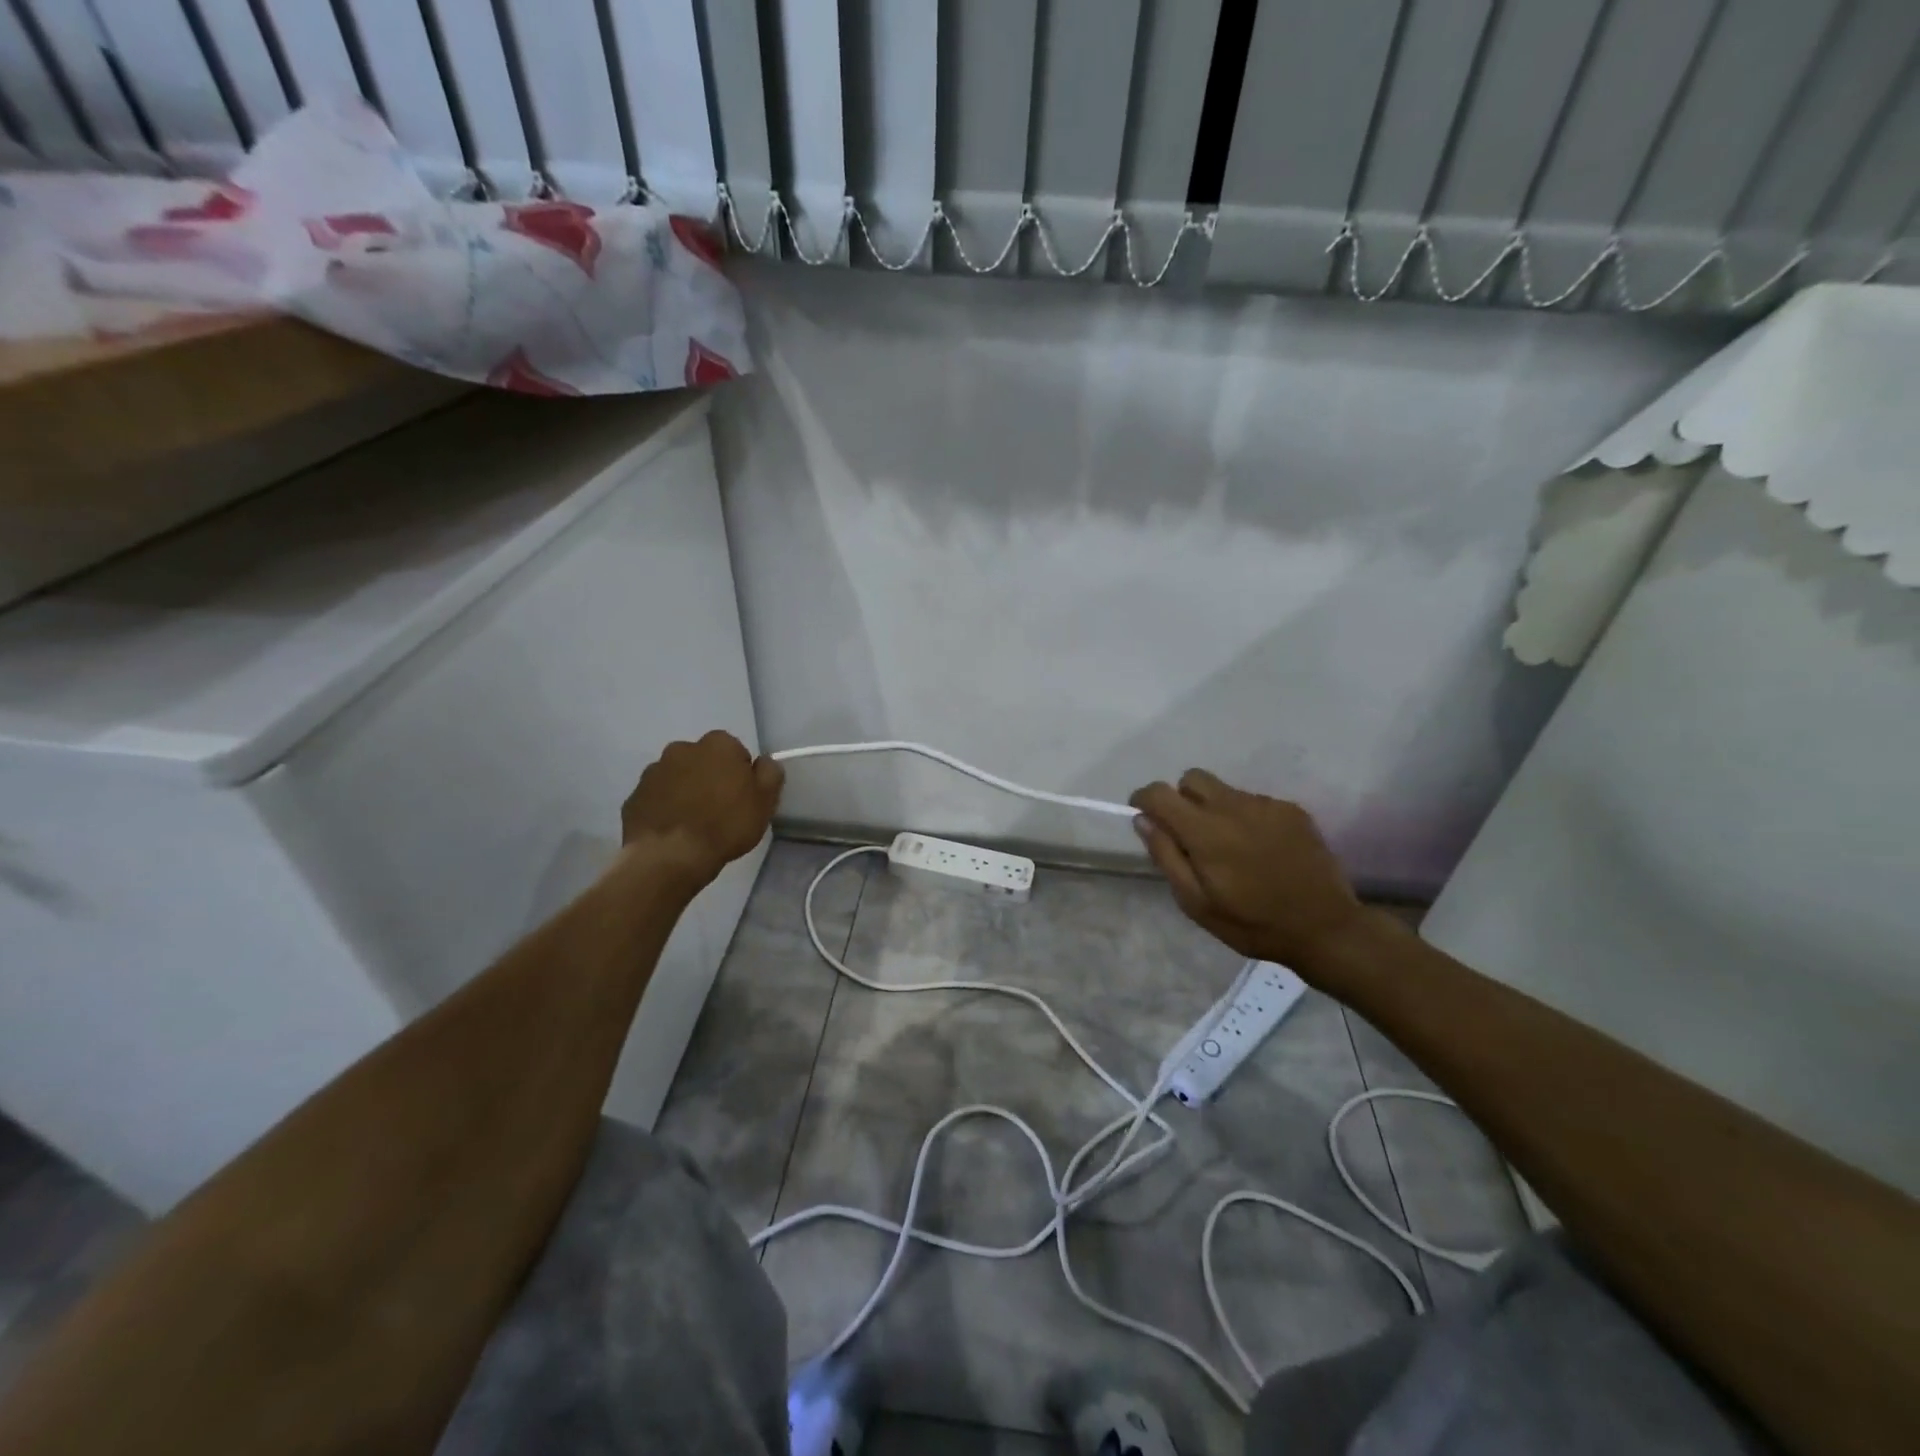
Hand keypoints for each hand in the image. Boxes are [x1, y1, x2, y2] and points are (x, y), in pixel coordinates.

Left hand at [621, 731, 783, 882]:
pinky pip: (656, 798)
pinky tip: (673, 831)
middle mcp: (682, 749)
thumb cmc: (725, 825)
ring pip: (677, 778)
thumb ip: (770, 773)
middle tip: (719, 810)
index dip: (741, 774)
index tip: (742, 798)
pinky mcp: (633, 797)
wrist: (670, 856)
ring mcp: (653, 772)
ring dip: (685, 792)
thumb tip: (764, 762)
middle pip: (703, 761)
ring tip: (694, 823)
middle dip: (710, 778)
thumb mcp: (765, 801)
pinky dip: (664, 808)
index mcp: (717, 745)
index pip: (736, 751)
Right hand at [1130, 769, 1364, 972]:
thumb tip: (1143, 820)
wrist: (1325, 928)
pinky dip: (1247, 818)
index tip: (1145, 816)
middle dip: (1182, 798)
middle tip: (1190, 834)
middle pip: (1192, 778)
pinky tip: (1261, 850)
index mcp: (1204, 830)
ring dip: (1216, 809)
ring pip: (1225, 791)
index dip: (1144, 799)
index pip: (1160, 792)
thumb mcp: (1196, 902)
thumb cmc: (1252, 923)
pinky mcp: (1292, 810)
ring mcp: (1266, 805)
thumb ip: (1166, 856)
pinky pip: (1255, 802)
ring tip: (1231, 848)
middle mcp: (1233, 806)